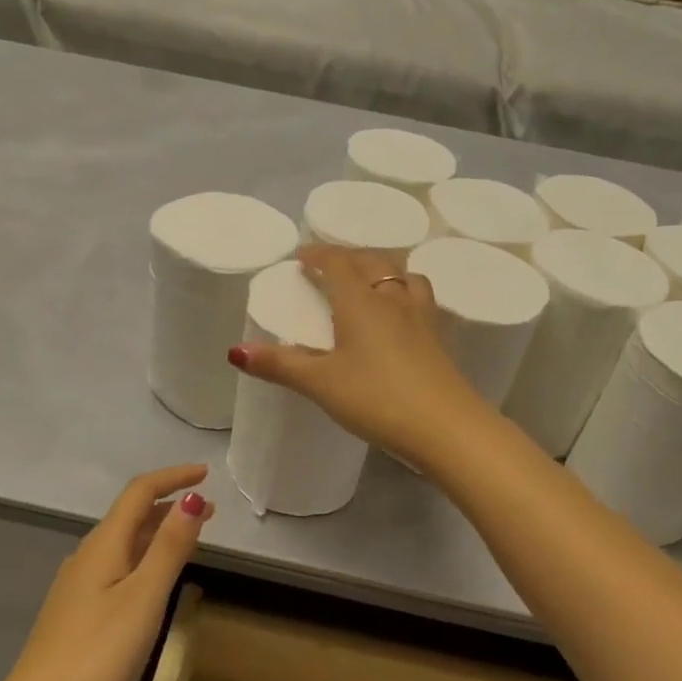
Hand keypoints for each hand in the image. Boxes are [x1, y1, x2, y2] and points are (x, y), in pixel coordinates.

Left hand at [0, 465, 214, 680]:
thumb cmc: (97, 653)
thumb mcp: (144, 597)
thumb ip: (170, 547)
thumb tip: (191, 497)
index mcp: (104, 544)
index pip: (140, 492)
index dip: (173, 477)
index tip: (206, 475)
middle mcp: (89, 555)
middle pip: (132, 514)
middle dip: (171, 504)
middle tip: (210, 510)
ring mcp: (80, 585)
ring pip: (126, 541)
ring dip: (160, 531)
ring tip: (192, 538)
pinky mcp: (78, 611)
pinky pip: (119, 565)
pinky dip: (146, 556)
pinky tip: (156, 578)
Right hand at [229, 245, 489, 468]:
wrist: (446, 426)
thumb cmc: (377, 398)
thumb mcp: (321, 383)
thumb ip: (280, 365)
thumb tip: (235, 352)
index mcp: (360, 301)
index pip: (338, 262)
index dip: (318, 254)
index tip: (301, 257)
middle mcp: (393, 299)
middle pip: (371, 262)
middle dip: (347, 258)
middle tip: (329, 266)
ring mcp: (421, 317)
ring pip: (403, 276)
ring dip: (382, 270)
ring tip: (369, 282)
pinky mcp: (438, 338)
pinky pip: (420, 298)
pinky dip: (404, 293)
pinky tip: (401, 316)